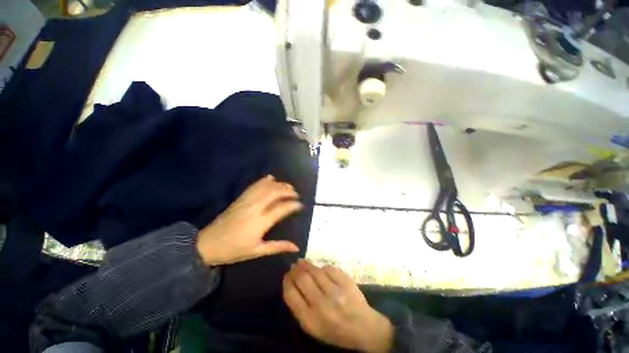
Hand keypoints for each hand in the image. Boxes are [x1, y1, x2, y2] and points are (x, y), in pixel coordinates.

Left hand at [196, 175, 302, 265]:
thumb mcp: (257, 251)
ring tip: (287, 185)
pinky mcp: (240, 198)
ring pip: (265, 187)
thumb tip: (297, 247)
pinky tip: (271, 179)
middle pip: (275, 193)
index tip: (301, 205)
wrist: (207, 244)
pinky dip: (264, 181)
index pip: (282, 208)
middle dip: (288, 190)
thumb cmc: (234, 250)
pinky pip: (254, 186)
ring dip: (278, 184)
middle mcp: (255, 208)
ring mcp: (246, 201)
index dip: (293, 205)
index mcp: (260, 222)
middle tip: (295, 194)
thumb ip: (278, 246)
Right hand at [283, 260, 393, 352]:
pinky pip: (329, 268)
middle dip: (294, 270)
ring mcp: (336, 291)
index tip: (286, 276)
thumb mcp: (313, 327)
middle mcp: (322, 304)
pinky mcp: (346, 281)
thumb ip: (300, 307)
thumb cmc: (335, 331)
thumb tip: (292, 283)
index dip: (286, 282)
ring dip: (306, 264)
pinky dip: (322, 268)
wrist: (364, 327)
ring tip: (302, 262)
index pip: (291, 295)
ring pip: (315, 270)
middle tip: (293, 266)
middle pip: (302, 279)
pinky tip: (320, 270)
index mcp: (311, 320)